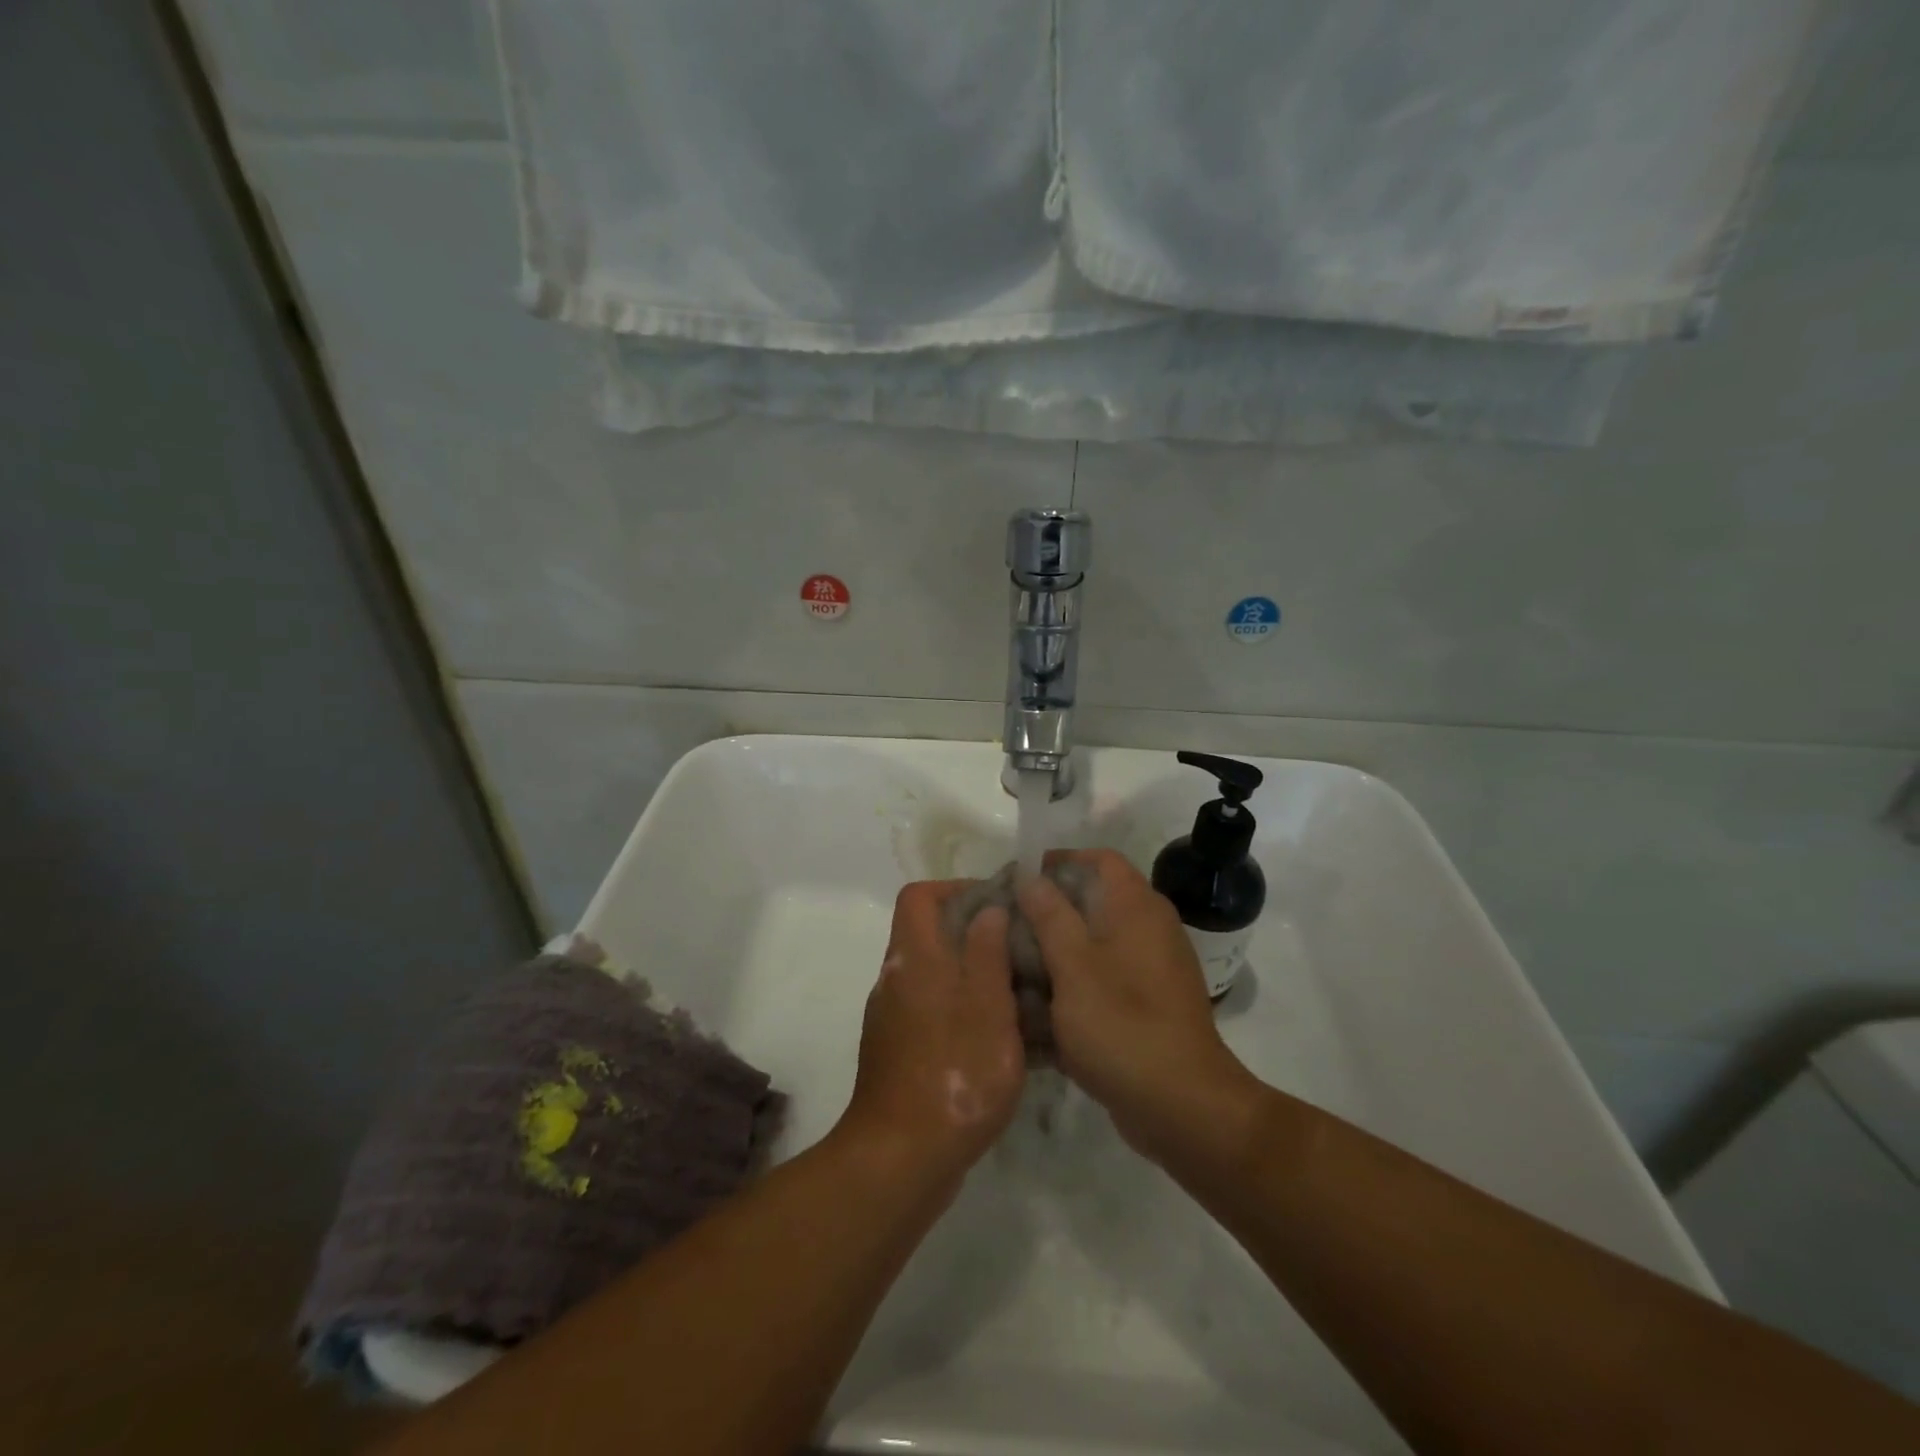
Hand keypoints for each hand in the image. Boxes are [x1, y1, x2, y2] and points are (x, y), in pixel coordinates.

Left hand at [838, 881, 1025, 1186]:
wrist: (901, 1159)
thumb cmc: (954, 1072)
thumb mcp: (987, 1007)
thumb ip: (987, 952)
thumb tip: (988, 909)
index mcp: (913, 958)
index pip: (919, 896)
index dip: (956, 889)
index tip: (997, 906)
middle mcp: (896, 980)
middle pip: (928, 934)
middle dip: (974, 934)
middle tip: (1020, 951)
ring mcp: (893, 1019)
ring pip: (935, 976)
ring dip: (973, 976)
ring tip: (1020, 995)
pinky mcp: (899, 1054)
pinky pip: (933, 1013)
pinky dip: (962, 1012)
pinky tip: (999, 1041)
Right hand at [1018, 850, 1261, 1165]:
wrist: (1183, 1106)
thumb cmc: (1122, 1025)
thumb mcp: (1073, 965)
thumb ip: (1050, 915)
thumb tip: (1031, 877)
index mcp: (1137, 907)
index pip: (1098, 859)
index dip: (1057, 861)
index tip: (1017, 881)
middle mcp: (1149, 929)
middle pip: (1092, 901)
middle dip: (1047, 912)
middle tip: (1005, 928)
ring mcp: (1150, 970)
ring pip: (1093, 945)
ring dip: (1054, 953)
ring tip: (1011, 969)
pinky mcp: (1146, 1006)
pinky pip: (1102, 982)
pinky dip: (1072, 988)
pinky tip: (1036, 1013)